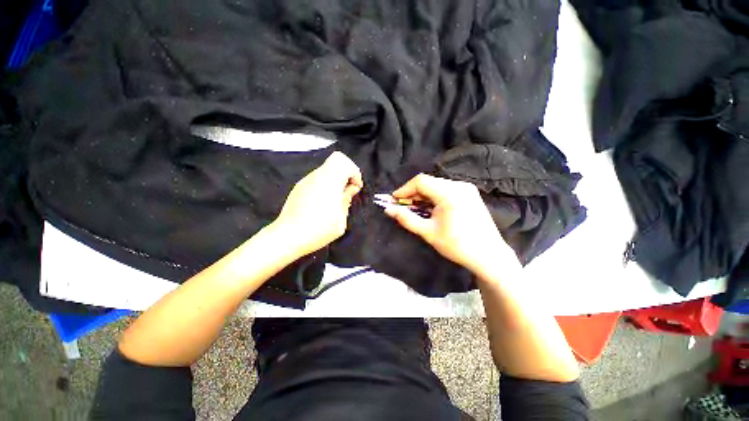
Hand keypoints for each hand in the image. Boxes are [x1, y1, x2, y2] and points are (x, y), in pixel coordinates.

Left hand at [272, 151, 362, 257]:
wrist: (288, 236)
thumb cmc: (318, 229)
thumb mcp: (341, 218)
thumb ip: (346, 199)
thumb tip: (350, 188)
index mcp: (328, 180)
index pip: (343, 161)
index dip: (354, 172)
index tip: (356, 188)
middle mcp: (316, 176)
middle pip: (335, 163)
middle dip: (346, 175)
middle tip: (347, 192)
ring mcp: (305, 181)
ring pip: (326, 171)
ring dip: (335, 181)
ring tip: (336, 201)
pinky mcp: (299, 188)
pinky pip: (317, 179)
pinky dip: (326, 185)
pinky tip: (324, 203)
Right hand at [383, 174, 517, 278]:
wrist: (488, 256)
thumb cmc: (457, 245)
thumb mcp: (428, 232)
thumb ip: (406, 219)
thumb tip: (388, 210)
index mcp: (450, 193)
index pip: (421, 181)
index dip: (404, 189)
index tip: (394, 201)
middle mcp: (459, 185)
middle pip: (429, 182)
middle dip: (413, 193)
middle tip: (403, 207)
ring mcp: (466, 189)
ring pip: (436, 185)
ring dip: (423, 195)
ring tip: (415, 209)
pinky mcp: (470, 194)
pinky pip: (446, 190)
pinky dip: (434, 197)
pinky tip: (430, 209)